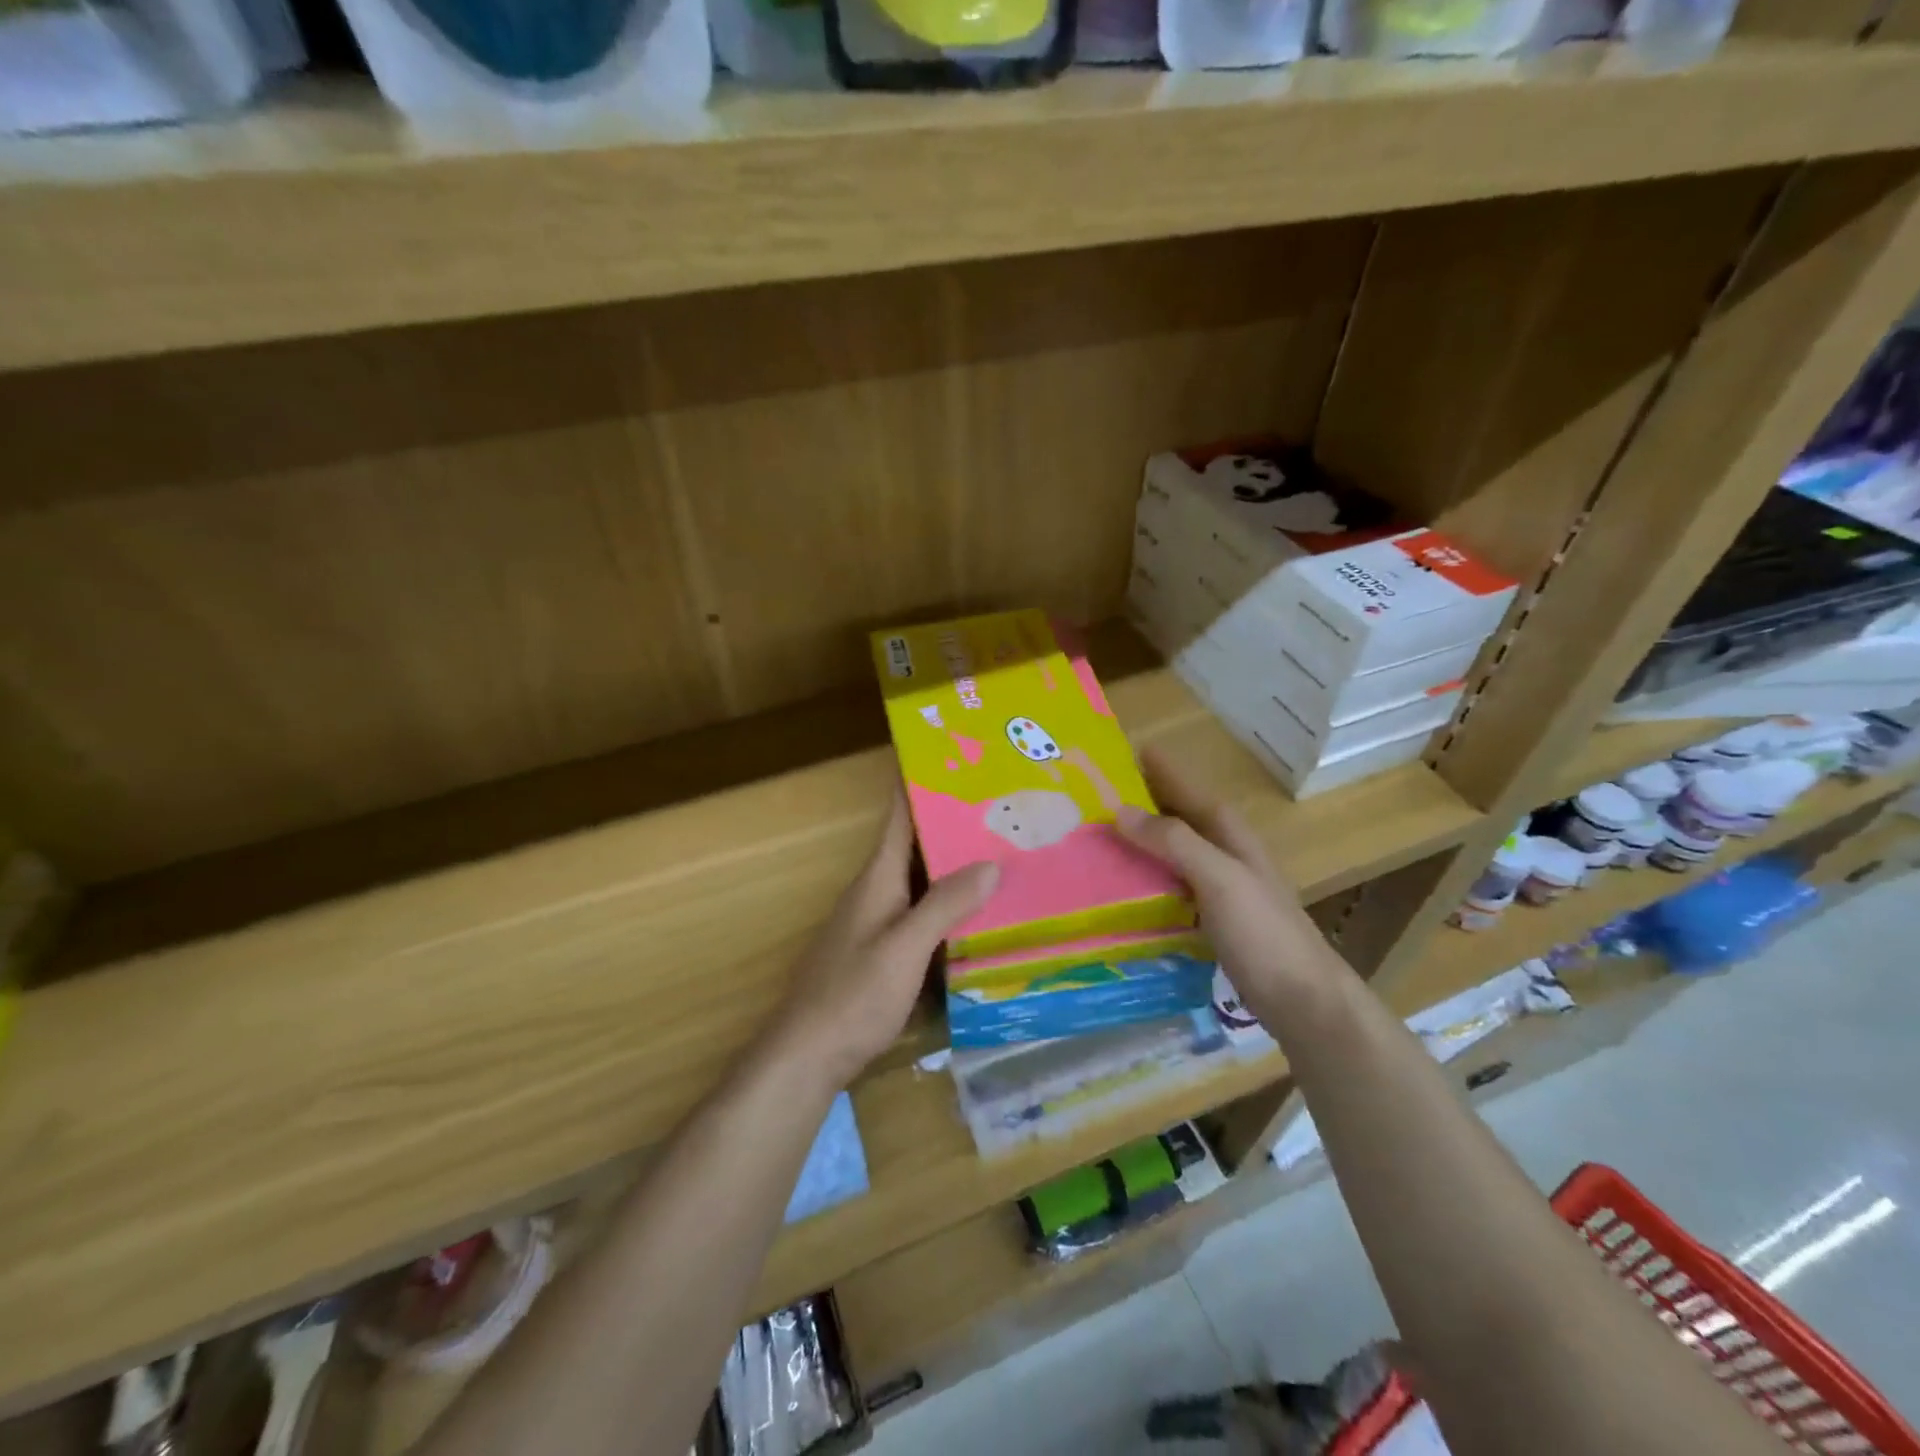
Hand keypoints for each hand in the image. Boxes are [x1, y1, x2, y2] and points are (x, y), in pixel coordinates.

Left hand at [771, 793, 997, 1088]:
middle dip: (950, 821)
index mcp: (876, 878)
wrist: (806, 1056)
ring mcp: (875, 922)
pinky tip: (976, 912)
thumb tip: (990, 863)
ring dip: (951, 863)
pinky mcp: (881, 951)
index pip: (898, 815)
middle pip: (913, 844)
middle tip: (1000, 804)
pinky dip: (947, 902)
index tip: (952, 757)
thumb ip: (945, 905)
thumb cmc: (853, 996)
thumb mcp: (904, 948)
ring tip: (1000, 849)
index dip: (918, 782)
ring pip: (919, 879)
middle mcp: (874, 891)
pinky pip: (919, 911)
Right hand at [1115, 748, 1350, 1028]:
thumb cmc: (1264, 934)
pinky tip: (1118, 890)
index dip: (1156, 769)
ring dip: (1137, 843)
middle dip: (1139, 804)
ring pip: (1169, 853)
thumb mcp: (1219, 879)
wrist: (1304, 1002)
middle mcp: (1223, 853)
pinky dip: (1144, 880)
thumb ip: (1174, 842)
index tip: (1119, 750)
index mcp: (1228, 834)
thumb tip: (1120, 810)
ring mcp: (1218, 888)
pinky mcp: (1210, 920)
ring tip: (1092, 838)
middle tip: (1089, 796)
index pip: (1185, 788)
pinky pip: (1168, 887)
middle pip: (1175, 818)